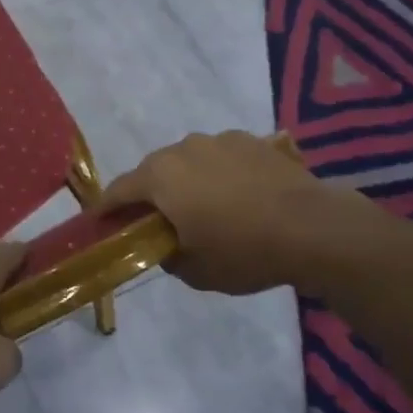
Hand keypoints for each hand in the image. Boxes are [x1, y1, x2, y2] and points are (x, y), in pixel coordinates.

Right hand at [101, 131, 341, 294]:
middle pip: (153, 171)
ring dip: (186, 181)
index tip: (99, 222)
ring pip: (188, 160)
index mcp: (161, 177)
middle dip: (148, 194)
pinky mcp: (251, 140)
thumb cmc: (245, 251)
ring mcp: (220, 140)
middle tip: (154, 220)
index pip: (119, 190)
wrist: (313, 227)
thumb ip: (168, 256)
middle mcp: (184, 149)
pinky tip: (237, 196)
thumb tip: (166, 245)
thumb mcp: (196, 271)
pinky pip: (220, 157)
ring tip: (203, 207)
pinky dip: (218, 174)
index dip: (106, 208)